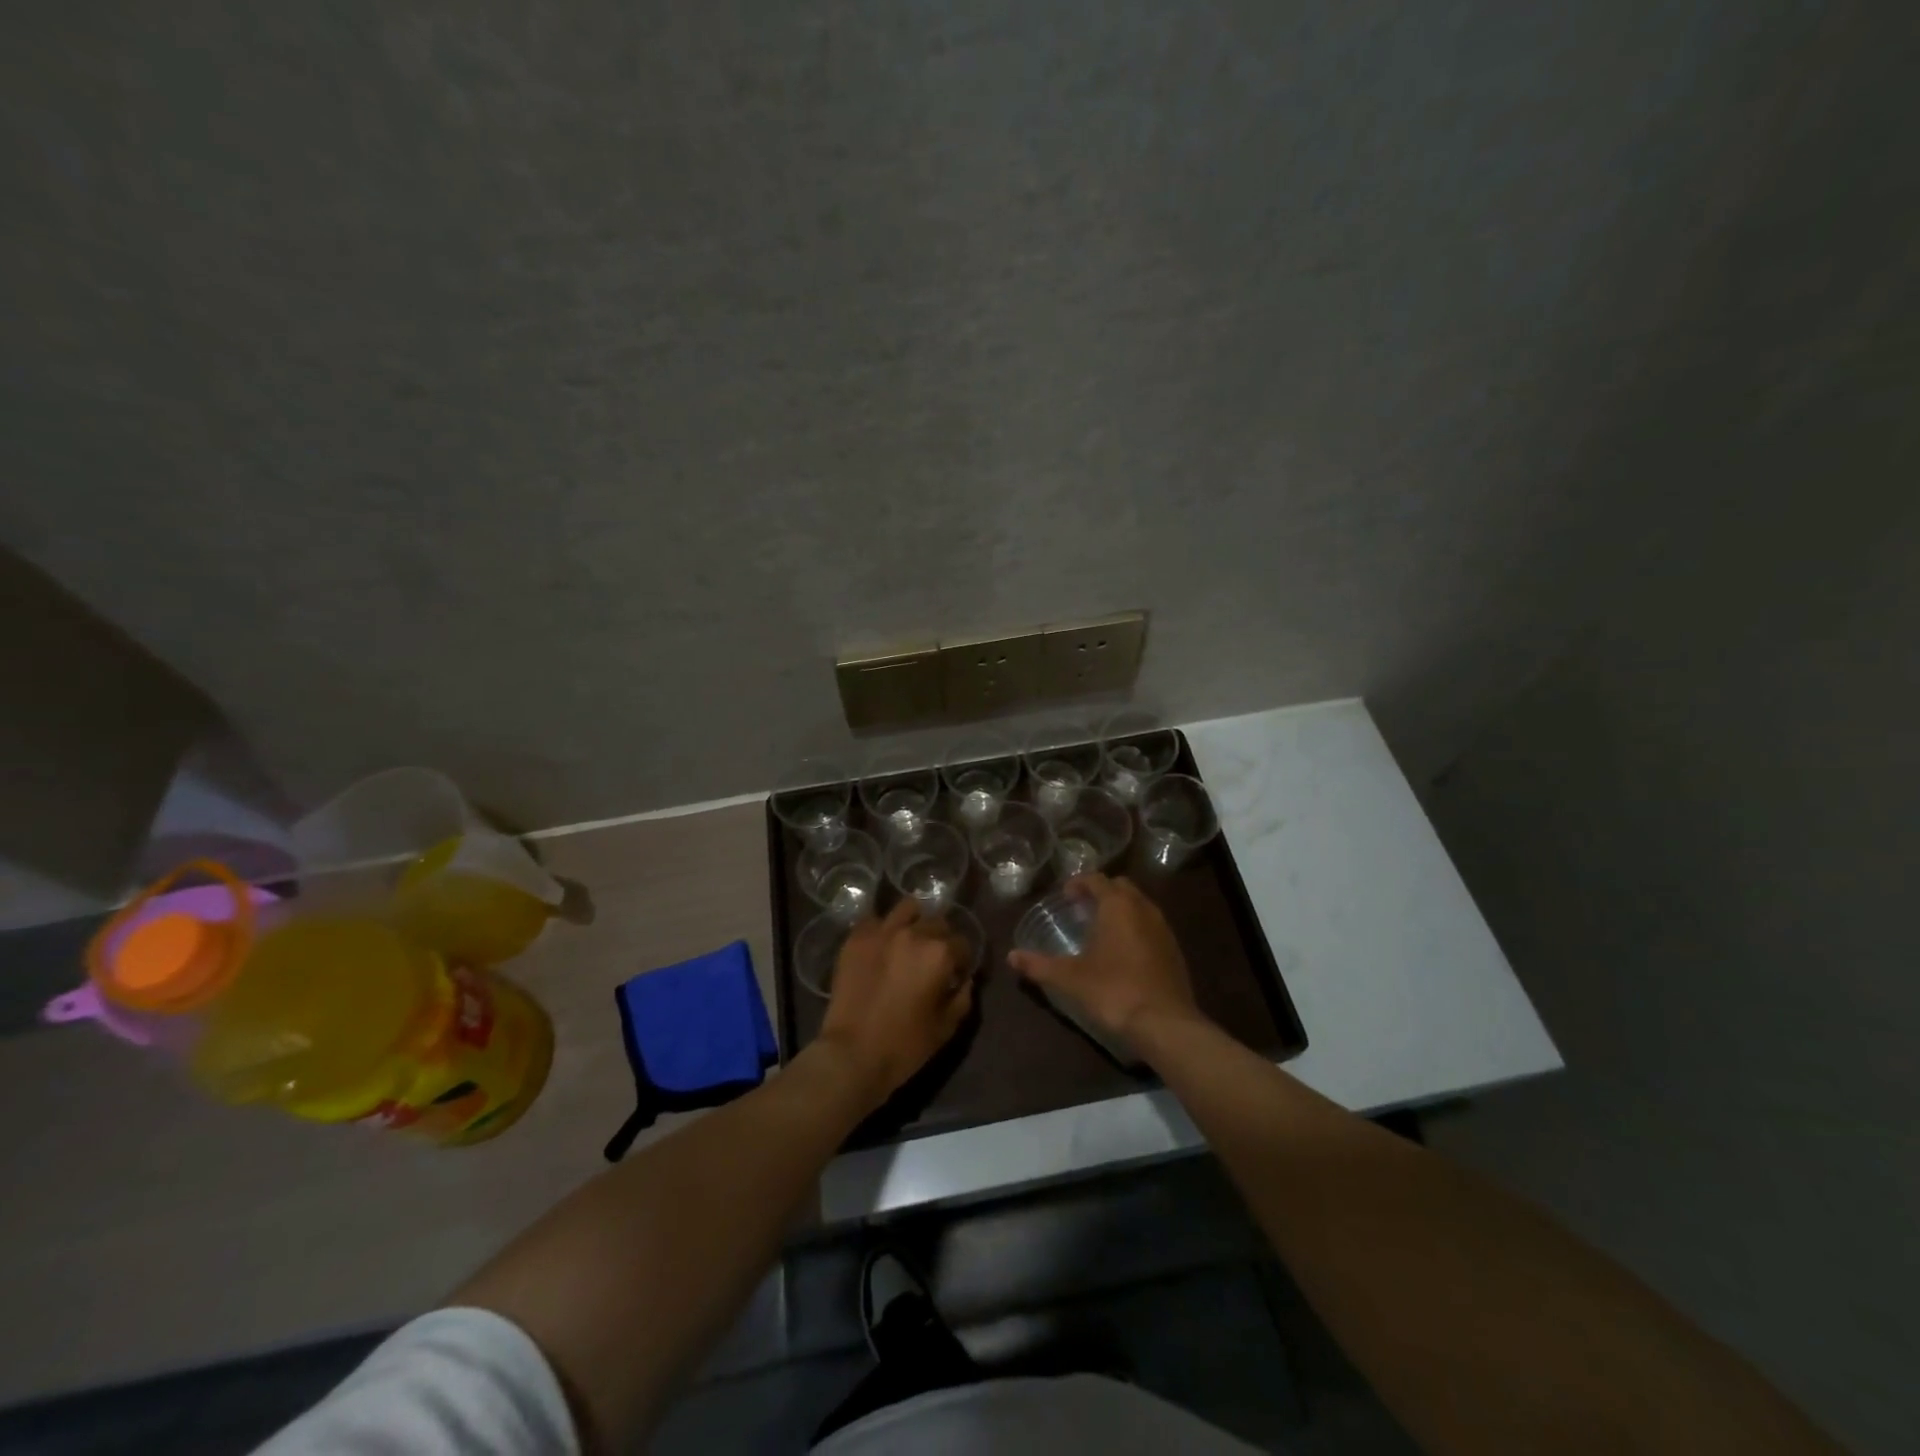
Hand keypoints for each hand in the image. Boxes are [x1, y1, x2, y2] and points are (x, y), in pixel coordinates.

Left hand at [816, 900, 974, 1106]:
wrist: (851, 1054)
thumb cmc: (905, 1045)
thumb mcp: (946, 1027)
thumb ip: (963, 997)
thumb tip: (964, 979)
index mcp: (940, 953)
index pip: (963, 943)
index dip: (962, 960)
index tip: (956, 973)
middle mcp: (913, 933)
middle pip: (937, 922)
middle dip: (941, 939)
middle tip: (932, 960)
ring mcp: (882, 931)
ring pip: (907, 909)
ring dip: (914, 922)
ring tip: (908, 942)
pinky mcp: (856, 937)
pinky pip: (875, 920)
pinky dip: (883, 929)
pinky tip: (881, 947)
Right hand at [1007, 873, 1200, 1041]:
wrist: (1165, 1024)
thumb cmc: (1114, 991)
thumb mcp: (1070, 978)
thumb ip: (1039, 965)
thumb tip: (1011, 957)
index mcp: (1117, 905)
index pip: (1097, 879)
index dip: (1079, 883)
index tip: (1065, 896)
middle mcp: (1143, 908)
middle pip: (1121, 887)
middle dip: (1101, 892)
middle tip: (1082, 909)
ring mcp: (1163, 928)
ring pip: (1139, 905)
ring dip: (1120, 909)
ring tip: (1101, 930)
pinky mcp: (1174, 950)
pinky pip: (1151, 926)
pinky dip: (1135, 928)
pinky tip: (1123, 952)